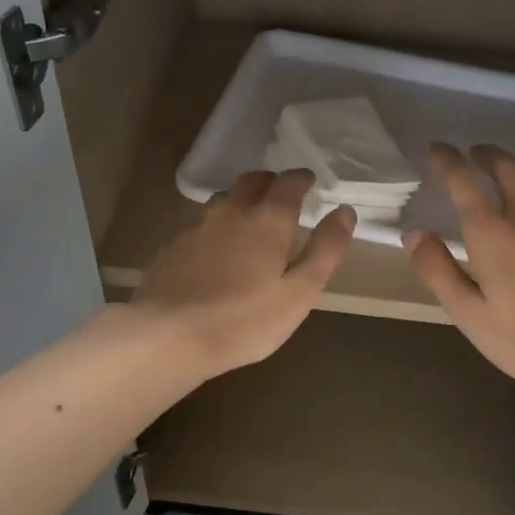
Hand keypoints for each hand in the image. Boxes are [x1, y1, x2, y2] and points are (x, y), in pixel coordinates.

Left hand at [131, 169, 355, 378]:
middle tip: (282, 193)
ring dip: (241, 199)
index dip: (302, 179)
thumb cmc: (245, 320)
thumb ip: (325, 250)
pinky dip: (217, 225)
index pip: (289, 183)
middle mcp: (231, 212)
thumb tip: (344, 211)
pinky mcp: (173, 247)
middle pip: (252, 181)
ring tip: (251, 217)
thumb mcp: (300, 292)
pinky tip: (217, 248)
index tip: (310, 180)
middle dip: (271, 181)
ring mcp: (197, 227)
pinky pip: (201, 223)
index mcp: (267, 220)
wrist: (169, 336)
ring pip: (223, 199)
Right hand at [403, 144, 514, 399]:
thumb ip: (438, 271)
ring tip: (508, 167)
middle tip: (475, 152)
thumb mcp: (470, 315)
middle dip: (487, 154)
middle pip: (508, 167)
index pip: (464, 180)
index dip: (448, 159)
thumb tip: (413, 233)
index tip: (438, 149)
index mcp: (493, 232)